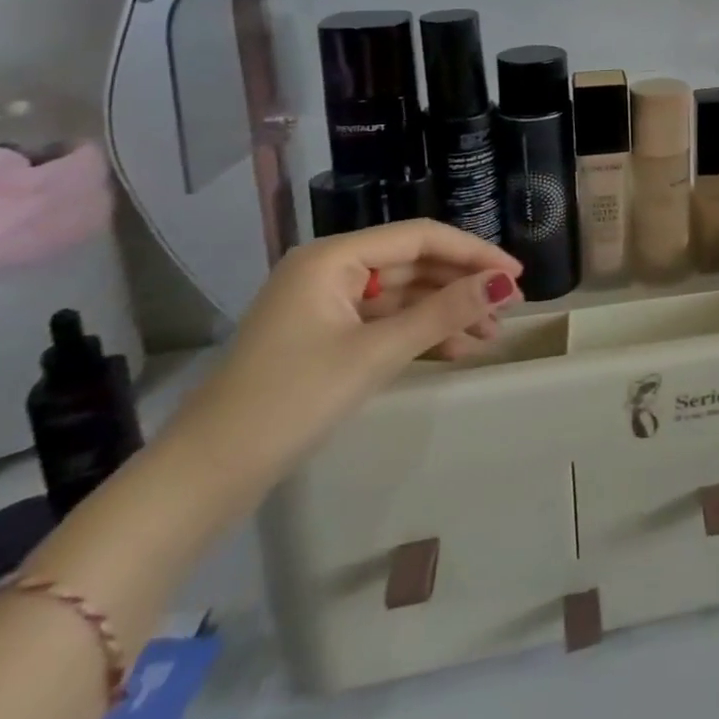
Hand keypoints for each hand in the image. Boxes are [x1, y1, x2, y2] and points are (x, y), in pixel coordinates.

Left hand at [163, 221, 521, 496]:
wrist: (202, 480)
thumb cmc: (289, 401)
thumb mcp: (376, 353)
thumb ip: (445, 312)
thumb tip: (504, 283)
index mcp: (333, 258)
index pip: (422, 237)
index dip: (475, 252)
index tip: (516, 275)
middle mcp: (330, 270)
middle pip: (415, 264)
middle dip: (464, 286)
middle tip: (510, 309)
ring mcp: (325, 305)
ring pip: (404, 295)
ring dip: (448, 312)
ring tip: (491, 335)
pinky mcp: (324, 338)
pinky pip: (386, 322)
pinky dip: (421, 333)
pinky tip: (458, 350)